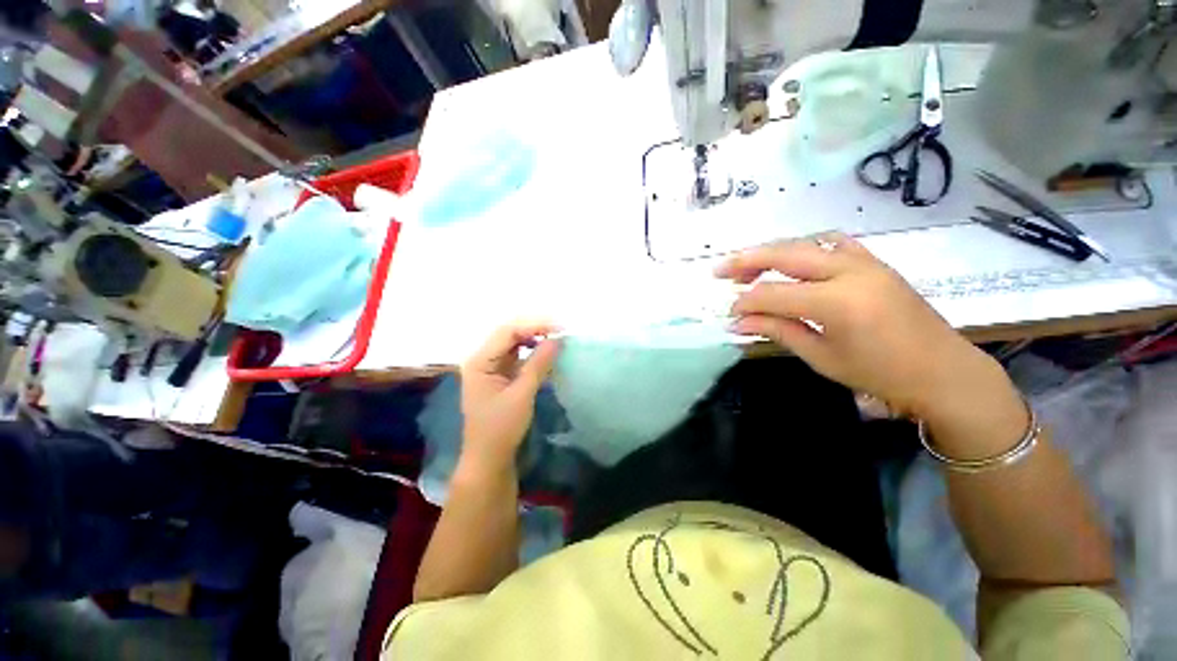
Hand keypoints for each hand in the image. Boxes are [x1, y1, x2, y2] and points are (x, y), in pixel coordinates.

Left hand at [459, 323, 560, 469]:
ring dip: (534, 338)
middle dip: (534, 329)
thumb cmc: (501, 428)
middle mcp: (482, 359)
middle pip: (509, 334)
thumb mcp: (522, 394)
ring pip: (513, 343)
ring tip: (555, 338)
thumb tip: (557, 340)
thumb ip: (539, 364)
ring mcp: (490, 367)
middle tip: (559, 330)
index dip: (534, 325)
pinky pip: (517, 356)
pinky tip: (545, 352)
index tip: (559, 328)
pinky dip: (532, 352)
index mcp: (479, 361)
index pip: (507, 332)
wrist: (489, 459)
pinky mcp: (499, 376)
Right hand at [717, 233, 1012, 418]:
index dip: (744, 303)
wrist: (944, 372)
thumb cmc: (881, 374)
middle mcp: (849, 272)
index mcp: (836, 302)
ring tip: (748, 267)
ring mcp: (865, 262)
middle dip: (745, 262)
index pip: (772, 294)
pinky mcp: (874, 262)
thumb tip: (737, 323)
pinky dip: (804, 248)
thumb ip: (777, 330)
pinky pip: (832, 243)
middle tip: (719, 272)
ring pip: (804, 244)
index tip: (728, 315)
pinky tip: (793, 261)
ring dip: (771, 253)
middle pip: (784, 255)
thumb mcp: (821, 357)